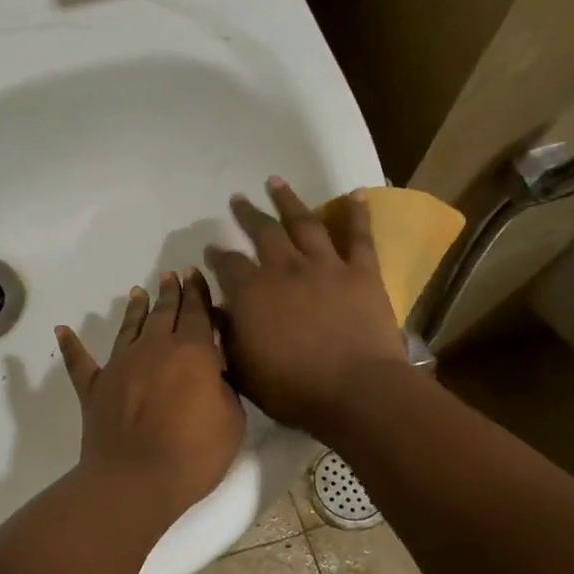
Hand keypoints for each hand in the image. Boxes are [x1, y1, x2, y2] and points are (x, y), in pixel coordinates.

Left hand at [56, 270, 244, 519]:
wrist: (135, 480)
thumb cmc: (193, 454)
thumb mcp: (231, 420)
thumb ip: (224, 387)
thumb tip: (213, 372)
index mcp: (192, 352)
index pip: (197, 313)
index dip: (198, 293)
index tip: (194, 275)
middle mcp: (153, 349)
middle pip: (164, 313)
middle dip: (170, 292)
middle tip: (171, 276)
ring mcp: (120, 365)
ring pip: (128, 328)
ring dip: (135, 309)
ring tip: (138, 292)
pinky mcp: (94, 388)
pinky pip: (80, 362)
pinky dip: (71, 345)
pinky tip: (62, 330)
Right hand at [204, 178, 409, 439]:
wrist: (356, 391)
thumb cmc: (293, 388)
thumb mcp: (242, 369)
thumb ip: (225, 335)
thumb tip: (214, 309)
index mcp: (252, 292)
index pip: (228, 264)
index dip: (217, 255)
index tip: (211, 248)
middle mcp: (285, 269)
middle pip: (263, 232)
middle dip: (248, 215)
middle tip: (238, 199)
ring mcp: (326, 266)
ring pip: (304, 223)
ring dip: (288, 200)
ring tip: (276, 181)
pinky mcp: (362, 273)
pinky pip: (359, 237)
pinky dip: (357, 214)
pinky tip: (355, 194)